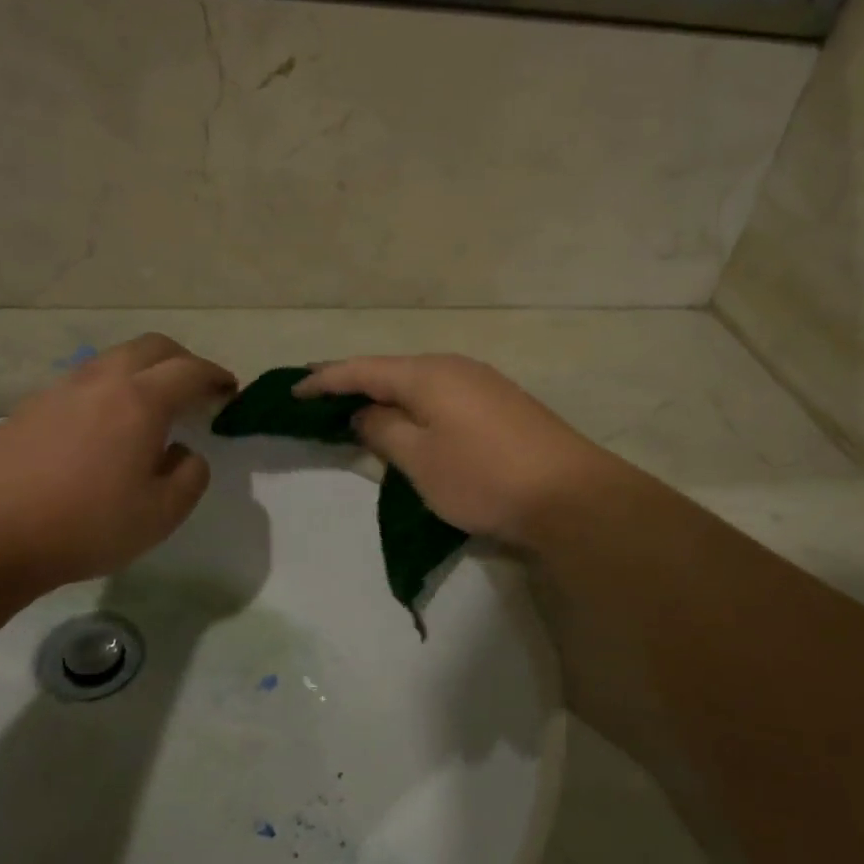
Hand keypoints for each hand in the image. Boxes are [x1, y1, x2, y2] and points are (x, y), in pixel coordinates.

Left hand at [0, 334, 236, 595]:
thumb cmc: (85, 525)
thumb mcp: (162, 514)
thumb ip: (191, 475)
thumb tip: (184, 452)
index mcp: (141, 400)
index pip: (190, 370)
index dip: (216, 376)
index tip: (230, 390)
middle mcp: (101, 381)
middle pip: (152, 347)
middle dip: (182, 360)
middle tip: (195, 388)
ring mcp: (60, 389)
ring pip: (112, 359)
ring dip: (142, 370)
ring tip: (149, 405)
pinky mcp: (29, 407)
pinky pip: (82, 381)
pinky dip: (108, 388)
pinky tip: (102, 426)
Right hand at [295, 355, 622, 549]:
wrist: (571, 496)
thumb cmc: (483, 477)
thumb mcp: (419, 460)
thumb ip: (383, 430)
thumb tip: (363, 411)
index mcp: (427, 374)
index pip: (362, 369)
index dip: (324, 380)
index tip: (292, 392)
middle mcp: (454, 367)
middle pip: (391, 371)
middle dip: (354, 385)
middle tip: (320, 403)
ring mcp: (482, 383)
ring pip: (419, 384)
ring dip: (387, 397)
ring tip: (359, 414)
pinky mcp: (502, 404)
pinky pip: (443, 397)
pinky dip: (416, 408)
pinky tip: (411, 426)